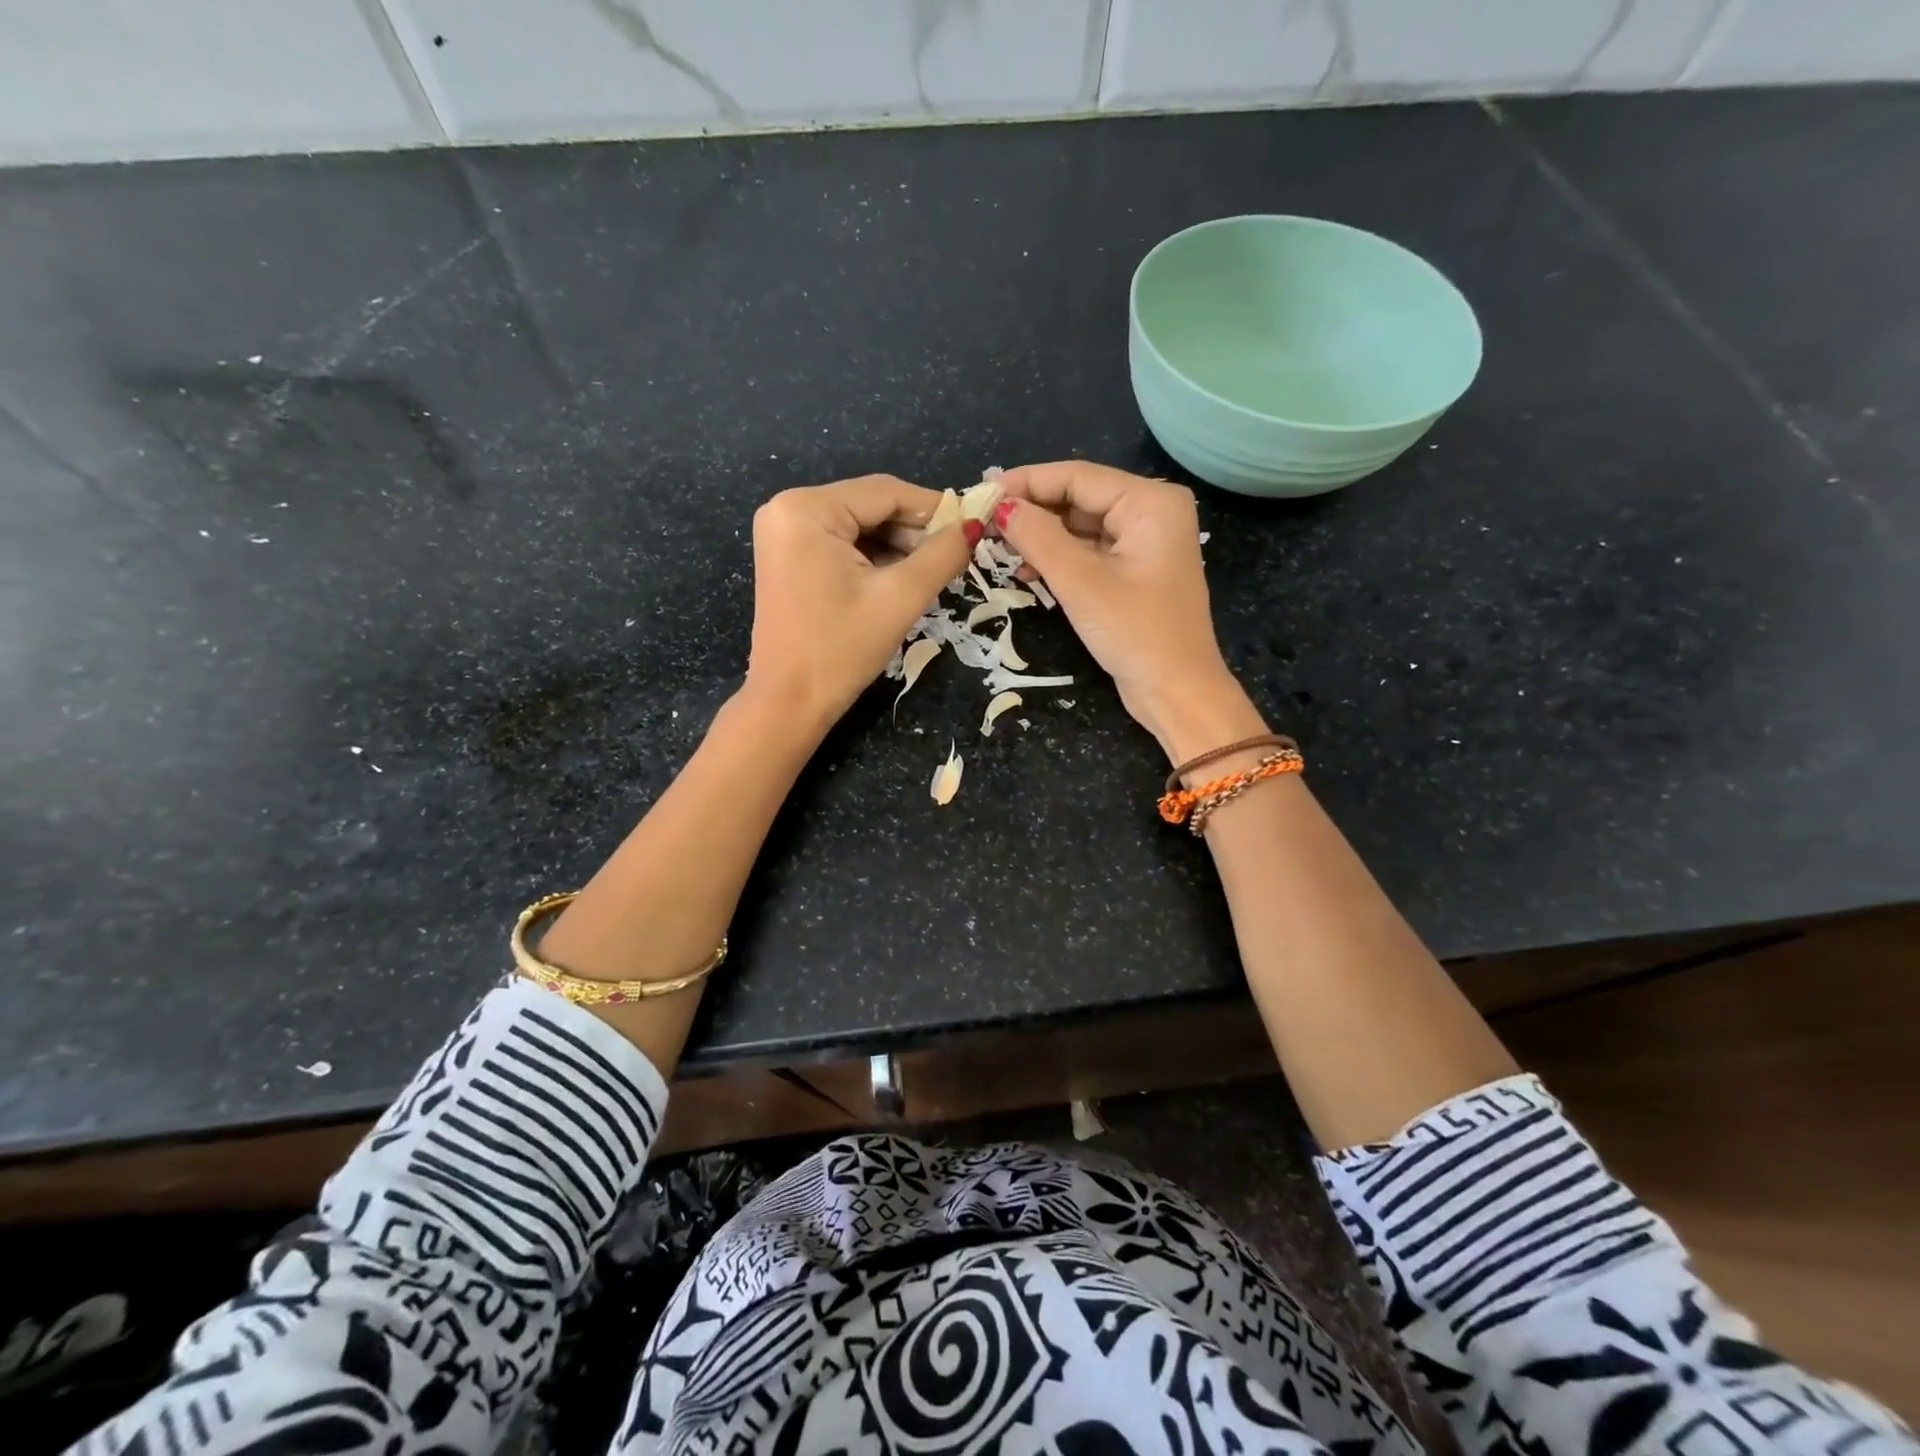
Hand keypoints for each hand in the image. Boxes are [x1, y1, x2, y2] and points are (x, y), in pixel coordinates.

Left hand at [745, 475, 977, 734]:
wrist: (789, 703)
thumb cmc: (841, 650)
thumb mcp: (900, 598)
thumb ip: (942, 555)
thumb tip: (975, 525)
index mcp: (806, 509)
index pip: (886, 492)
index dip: (934, 508)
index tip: (974, 526)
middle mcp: (787, 508)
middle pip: (871, 506)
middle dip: (914, 532)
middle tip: (955, 557)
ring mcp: (784, 533)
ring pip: (859, 526)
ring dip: (897, 547)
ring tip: (932, 573)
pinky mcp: (788, 557)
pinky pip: (842, 544)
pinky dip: (873, 559)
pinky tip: (900, 580)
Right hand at [994, 461, 1263, 761]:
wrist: (1177, 692)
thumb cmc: (1135, 632)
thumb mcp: (1081, 582)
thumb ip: (1037, 537)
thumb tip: (999, 506)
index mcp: (1150, 502)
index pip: (1077, 477)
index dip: (1026, 482)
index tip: (981, 492)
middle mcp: (1151, 512)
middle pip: (1079, 497)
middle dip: (1032, 510)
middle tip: (983, 520)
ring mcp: (1144, 543)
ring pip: (1080, 525)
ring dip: (1041, 536)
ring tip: (997, 545)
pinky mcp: (1134, 571)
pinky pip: (1089, 551)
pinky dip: (1058, 558)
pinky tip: (1026, 571)